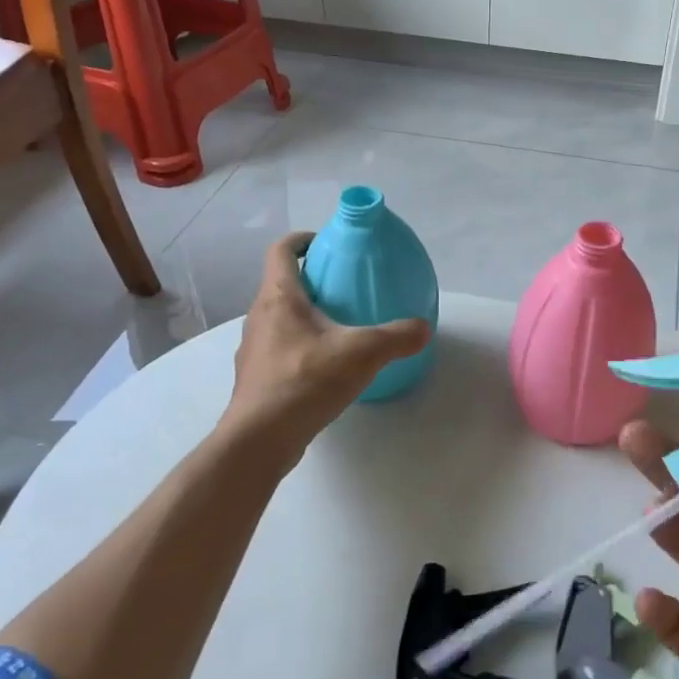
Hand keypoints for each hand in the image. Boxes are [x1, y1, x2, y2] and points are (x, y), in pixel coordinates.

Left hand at [221, 232, 429, 465]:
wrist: (260, 438)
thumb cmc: (306, 380)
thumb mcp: (363, 353)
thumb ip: (398, 336)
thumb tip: (424, 327)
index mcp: (279, 297)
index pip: (282, 250)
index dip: (303, 239)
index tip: (327, 243)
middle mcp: (259, 315)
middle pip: (281, 284)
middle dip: (311, 280)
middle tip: (345, 288)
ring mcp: (254, 348)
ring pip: (279, 318)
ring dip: (305, 315)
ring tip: (339, 328)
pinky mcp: (256, 377)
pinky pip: (280, 348)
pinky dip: (301, 346)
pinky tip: (326, 367)